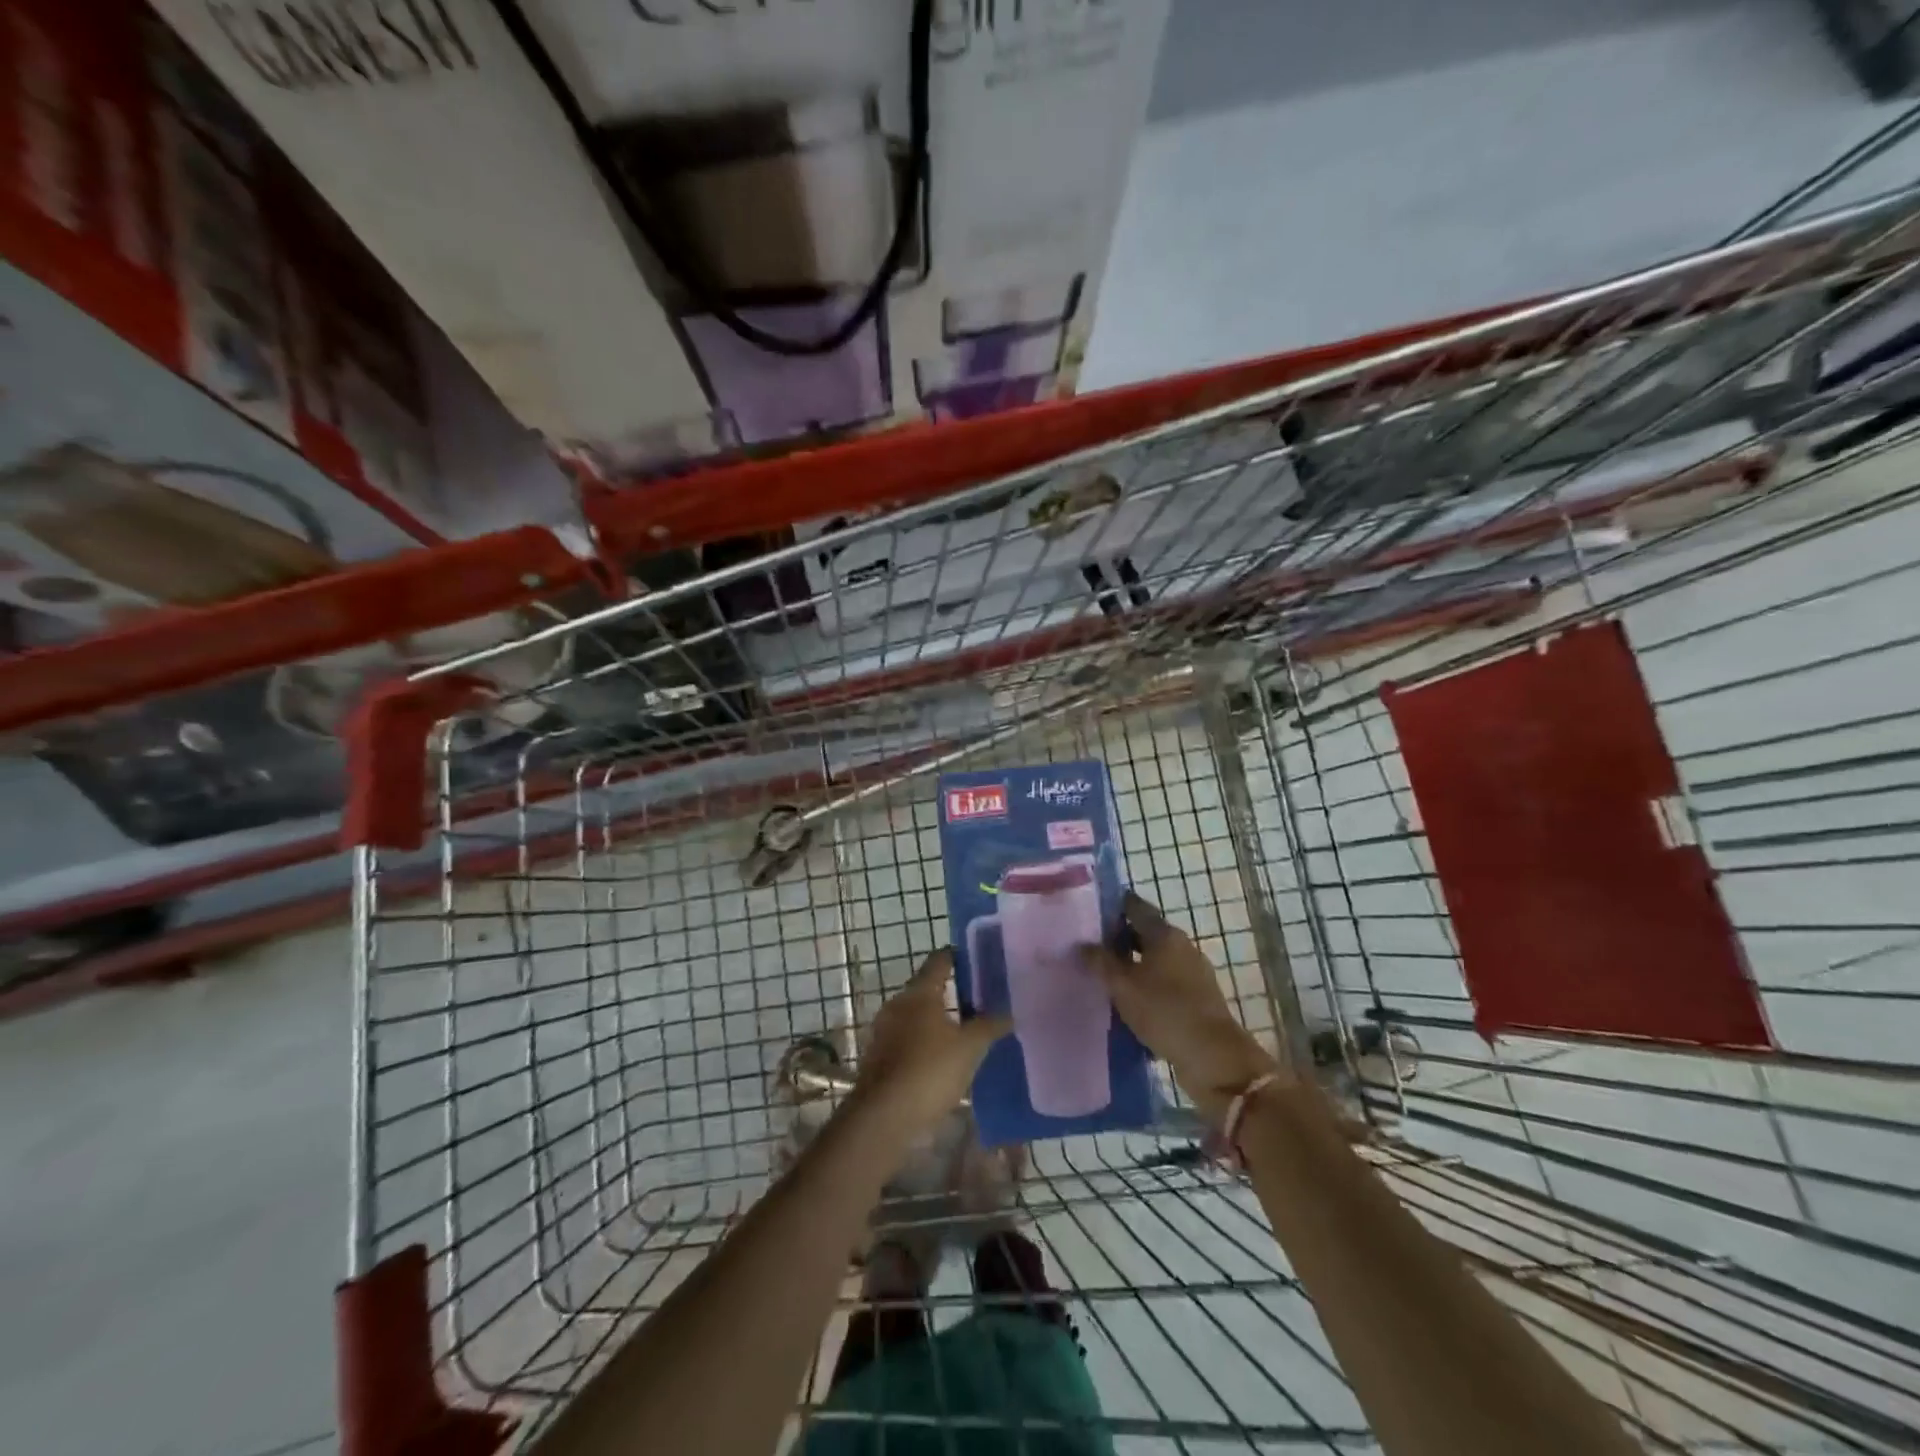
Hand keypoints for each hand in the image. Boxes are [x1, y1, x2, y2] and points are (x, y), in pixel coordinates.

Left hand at [853, 949, 1010, 1133]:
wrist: (884, 1117)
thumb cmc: (930, 1071)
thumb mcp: (969, 1048)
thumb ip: (990, 1026)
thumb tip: (1010, 1012)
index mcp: (919, 992)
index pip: (939, 961)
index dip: (958, 957)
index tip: (978, 959)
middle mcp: (898, 1003)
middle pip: (926, 987)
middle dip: (950, 991)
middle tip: (979, 998)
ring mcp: (884, 1030)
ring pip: (916, 1014)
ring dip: (937, 1019)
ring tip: (965, 1029)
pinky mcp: (879, 1056)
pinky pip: (907, 1038)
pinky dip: (924, 1041)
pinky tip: (942, 1057)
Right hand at [1079, 892, 1278, 1120]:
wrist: (1214, 1058)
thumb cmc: (1165, 1011)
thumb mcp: (1123, 987)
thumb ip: (1100, 962)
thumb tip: (1082, 944)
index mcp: (1165, 934)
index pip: (1136, 907)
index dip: (1113, 906)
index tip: (1089, 912)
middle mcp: (1182, 946)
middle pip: (1145, 933)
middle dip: (1118, 939)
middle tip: (1089, 947)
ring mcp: (1193, 973)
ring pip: (1155, 960)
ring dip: (1132, 965)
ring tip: (1104, 977)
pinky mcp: (1197, 998)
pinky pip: (1165, 983)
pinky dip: (1146, 986)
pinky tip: (1128, 1002)